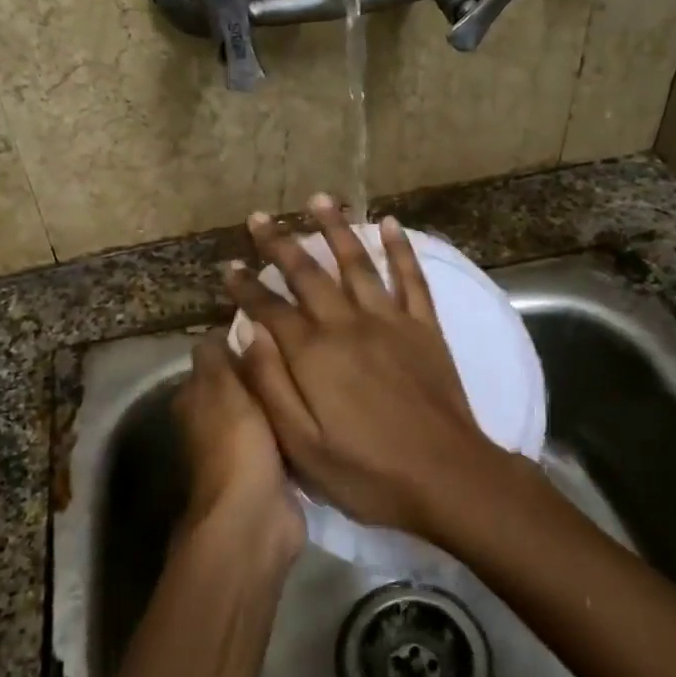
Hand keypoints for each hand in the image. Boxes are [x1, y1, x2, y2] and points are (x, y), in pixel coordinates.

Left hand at [172, 331, 303, 566]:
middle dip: (266, 368)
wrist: (255, 515)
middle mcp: (211, 421)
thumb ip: (217, 355)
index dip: (241, 339)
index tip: (275, 324)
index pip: (215, 355)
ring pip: (264, 408)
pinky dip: (295, 425)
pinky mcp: (268, 468)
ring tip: (316, 372)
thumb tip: (220, 329)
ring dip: (282, 397)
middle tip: (303, 348)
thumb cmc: (236, 442)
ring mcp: (240, 446)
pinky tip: (318, 409)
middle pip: (242, 382)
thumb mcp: (222, 386)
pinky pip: (283, 435)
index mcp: (193, 398)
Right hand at [223, 195, 510, 540]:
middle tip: (259, 217)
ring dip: (335, 228)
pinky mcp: (424, 326)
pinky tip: (390, 223)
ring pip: (357, 262)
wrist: (447, 477)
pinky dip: (400, 248)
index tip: (228, 267)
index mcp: (313, 354)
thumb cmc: (367, 472)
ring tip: (318, 199)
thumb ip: (271, 386)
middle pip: (307, 273)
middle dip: (279, 243)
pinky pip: (411, 277)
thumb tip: (246, 335)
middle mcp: (347, 324)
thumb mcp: (302, 446)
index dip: (246, 287)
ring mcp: (390, 321)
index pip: (269, 308)